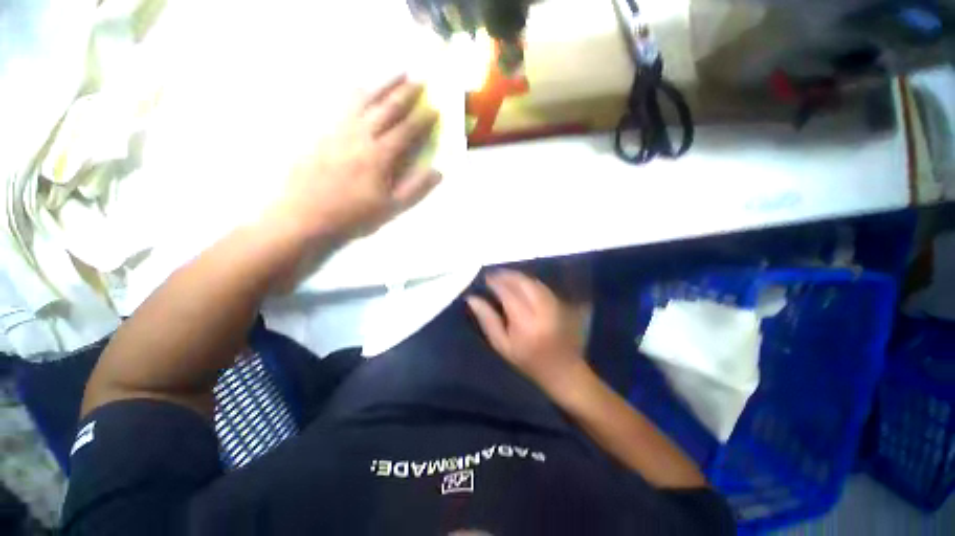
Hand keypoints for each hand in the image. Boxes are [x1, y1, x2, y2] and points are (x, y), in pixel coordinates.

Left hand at [269, 75, 440, 241]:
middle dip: (406, 93)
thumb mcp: (391, 209)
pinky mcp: (323, 133)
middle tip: (419, 79)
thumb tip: (438, 171)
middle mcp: (360, 136)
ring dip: (383, 84)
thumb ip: (416, 189)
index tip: (435, 107)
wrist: (305, 216)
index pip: (407, 131)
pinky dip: (356, 93)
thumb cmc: (353, 216)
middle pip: (387, 108)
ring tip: (396, 73)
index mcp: (380, 156)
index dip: (423, 119)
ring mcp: (339, 131)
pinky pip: (343, 106)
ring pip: (364, 100)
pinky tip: (359, 88)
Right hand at [467, 270, 586, 395]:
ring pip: (533, 281)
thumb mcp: (502, 345)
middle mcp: (542, 308)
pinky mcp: (562, 303)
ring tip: (505, 277)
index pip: (507, 292)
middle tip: (494, 275)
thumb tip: (472, 298)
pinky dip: (529, 282)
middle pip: (522, 282)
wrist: (563, 369)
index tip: (485, 278)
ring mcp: (554, 304)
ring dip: (518, 276)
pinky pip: (542, 286)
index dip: (495, 282)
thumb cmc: (528, 361)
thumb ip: (487, 320)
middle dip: (507, 275)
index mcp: (525, 321)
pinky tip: (520, 284)